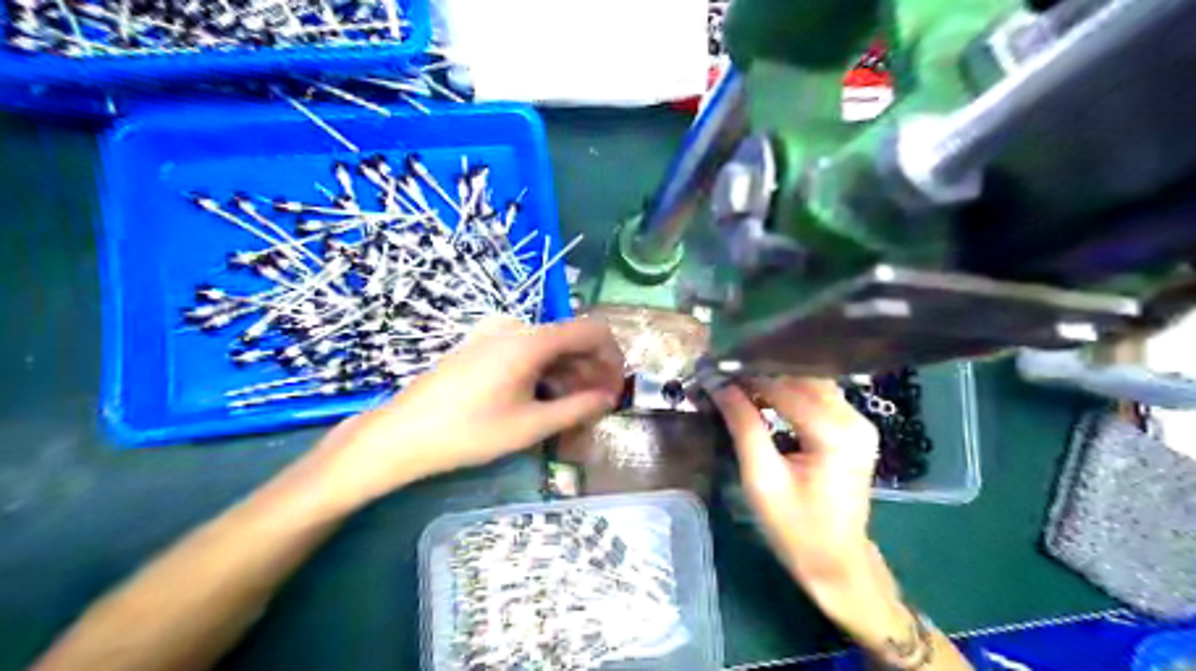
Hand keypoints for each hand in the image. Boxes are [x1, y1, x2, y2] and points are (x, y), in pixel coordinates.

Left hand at [303, 317, 627, 506]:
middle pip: (571, 338)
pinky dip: (545, 370)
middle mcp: (517, 326)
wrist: (402, 433)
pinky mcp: (481, 344)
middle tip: (598, 406)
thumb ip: (578, 408)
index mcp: (532, 340)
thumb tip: (609, 398)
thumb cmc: (470, 431)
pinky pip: (527, 350)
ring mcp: (495, 333)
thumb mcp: (531, 425)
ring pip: (549, 346)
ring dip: (569, 373)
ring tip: (573, 409)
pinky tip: (542, 398)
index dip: (613, 356)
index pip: (593, 330)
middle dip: (592, 370)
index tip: (616, 388)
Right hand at [709, 379, 875, 586]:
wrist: (836, 562)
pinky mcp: (854, 429)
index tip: (714, 371)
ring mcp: (859, 422)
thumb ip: (743, 426)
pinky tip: (765, 399)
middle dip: (761, 374)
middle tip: (724, 377)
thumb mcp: (761, 478)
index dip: (747, 377)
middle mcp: (853, 418)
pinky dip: (790, 393)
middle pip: (802, 378)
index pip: (784, 387)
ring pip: (811, 383)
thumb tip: (718, 385)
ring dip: (775, 381)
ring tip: (739, 385)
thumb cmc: (795, 527)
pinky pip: (819, 397)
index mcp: (834, 432)